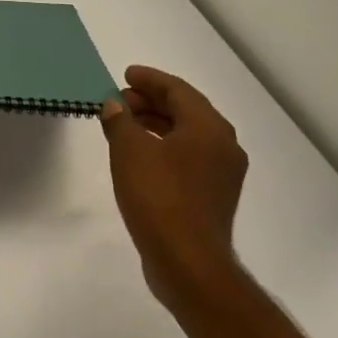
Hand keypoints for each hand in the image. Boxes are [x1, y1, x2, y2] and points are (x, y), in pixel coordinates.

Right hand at [100, 66, 248, 312]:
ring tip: (124, 125)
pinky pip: (188, 157)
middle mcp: (223, 145)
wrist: (188, 262)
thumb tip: (114, 105)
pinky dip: (164, 147)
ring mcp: (222, 173)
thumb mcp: (130, 152)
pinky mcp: (213, 196)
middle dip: (152, 101)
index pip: (178, 90)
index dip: (150, 79)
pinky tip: (140, 156)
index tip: (125, 75)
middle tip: (120, 100)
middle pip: (186, 111)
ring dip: (156, 124)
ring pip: (187, 135)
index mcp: (209, 128)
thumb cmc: (159, 198)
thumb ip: (120, 121)